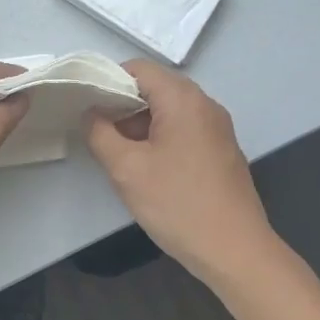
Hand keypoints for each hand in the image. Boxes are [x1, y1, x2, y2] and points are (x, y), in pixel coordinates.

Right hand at [84, 60, 278, 284]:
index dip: (107, 80)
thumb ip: (100, 133)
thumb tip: (91, 113)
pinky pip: (184, 129)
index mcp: (183, 100)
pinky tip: (145, 166)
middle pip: (155, 87)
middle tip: (96, 129)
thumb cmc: (178, 204)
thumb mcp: (126, 169)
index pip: (139, 69)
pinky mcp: (221, 150)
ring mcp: (217, 128)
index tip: (85, 104)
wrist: (235, 250)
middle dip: (122, 103)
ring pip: (169, 110)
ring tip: (115, 150)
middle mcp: (205, 105)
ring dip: (139, 123)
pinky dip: (159, 136)